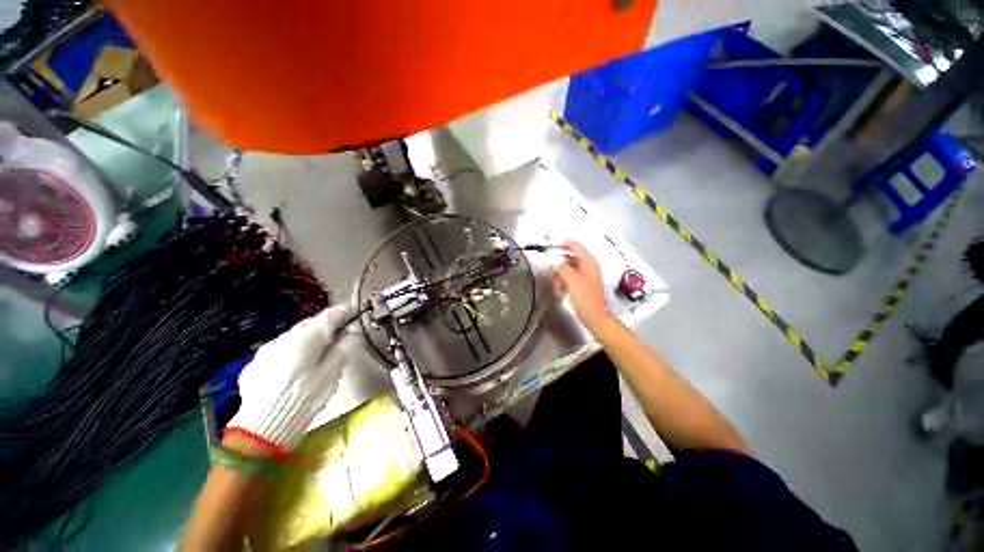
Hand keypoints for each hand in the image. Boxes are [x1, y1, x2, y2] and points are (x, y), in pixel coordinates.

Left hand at [226, 304, 356, 456]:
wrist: (263, 428)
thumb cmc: (306, 397)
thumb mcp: (334, 371)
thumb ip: (344, 346)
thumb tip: (350, 331)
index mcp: (307, 336)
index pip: (330, 315)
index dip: (345, 311)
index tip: (356, 311)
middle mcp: (285, 337)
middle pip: (310, 324)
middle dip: (326, 325)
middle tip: (341, 333)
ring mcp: (267, 350)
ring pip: (294, 337)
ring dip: (308, 339)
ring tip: (319, 351)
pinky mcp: (255, 365)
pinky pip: (279, 351)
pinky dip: (292, 352)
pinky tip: (295, 367)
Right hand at [554, 240, 613, 331]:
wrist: (594, 317)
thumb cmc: (586, 299)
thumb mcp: (572, 281)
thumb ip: (562, 267)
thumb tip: (554, 259)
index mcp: (588, 262)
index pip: (575, 246)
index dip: (563, 244)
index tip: (551, 245)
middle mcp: (588, 266)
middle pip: (570, 257)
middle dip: (559, 263)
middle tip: (551, 269)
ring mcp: (585, 276)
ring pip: (568, 268)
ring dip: (560, 274)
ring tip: (556, 283)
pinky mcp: (582, 284)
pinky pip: (569, 277)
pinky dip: (563, 281)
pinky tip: (560, 289)